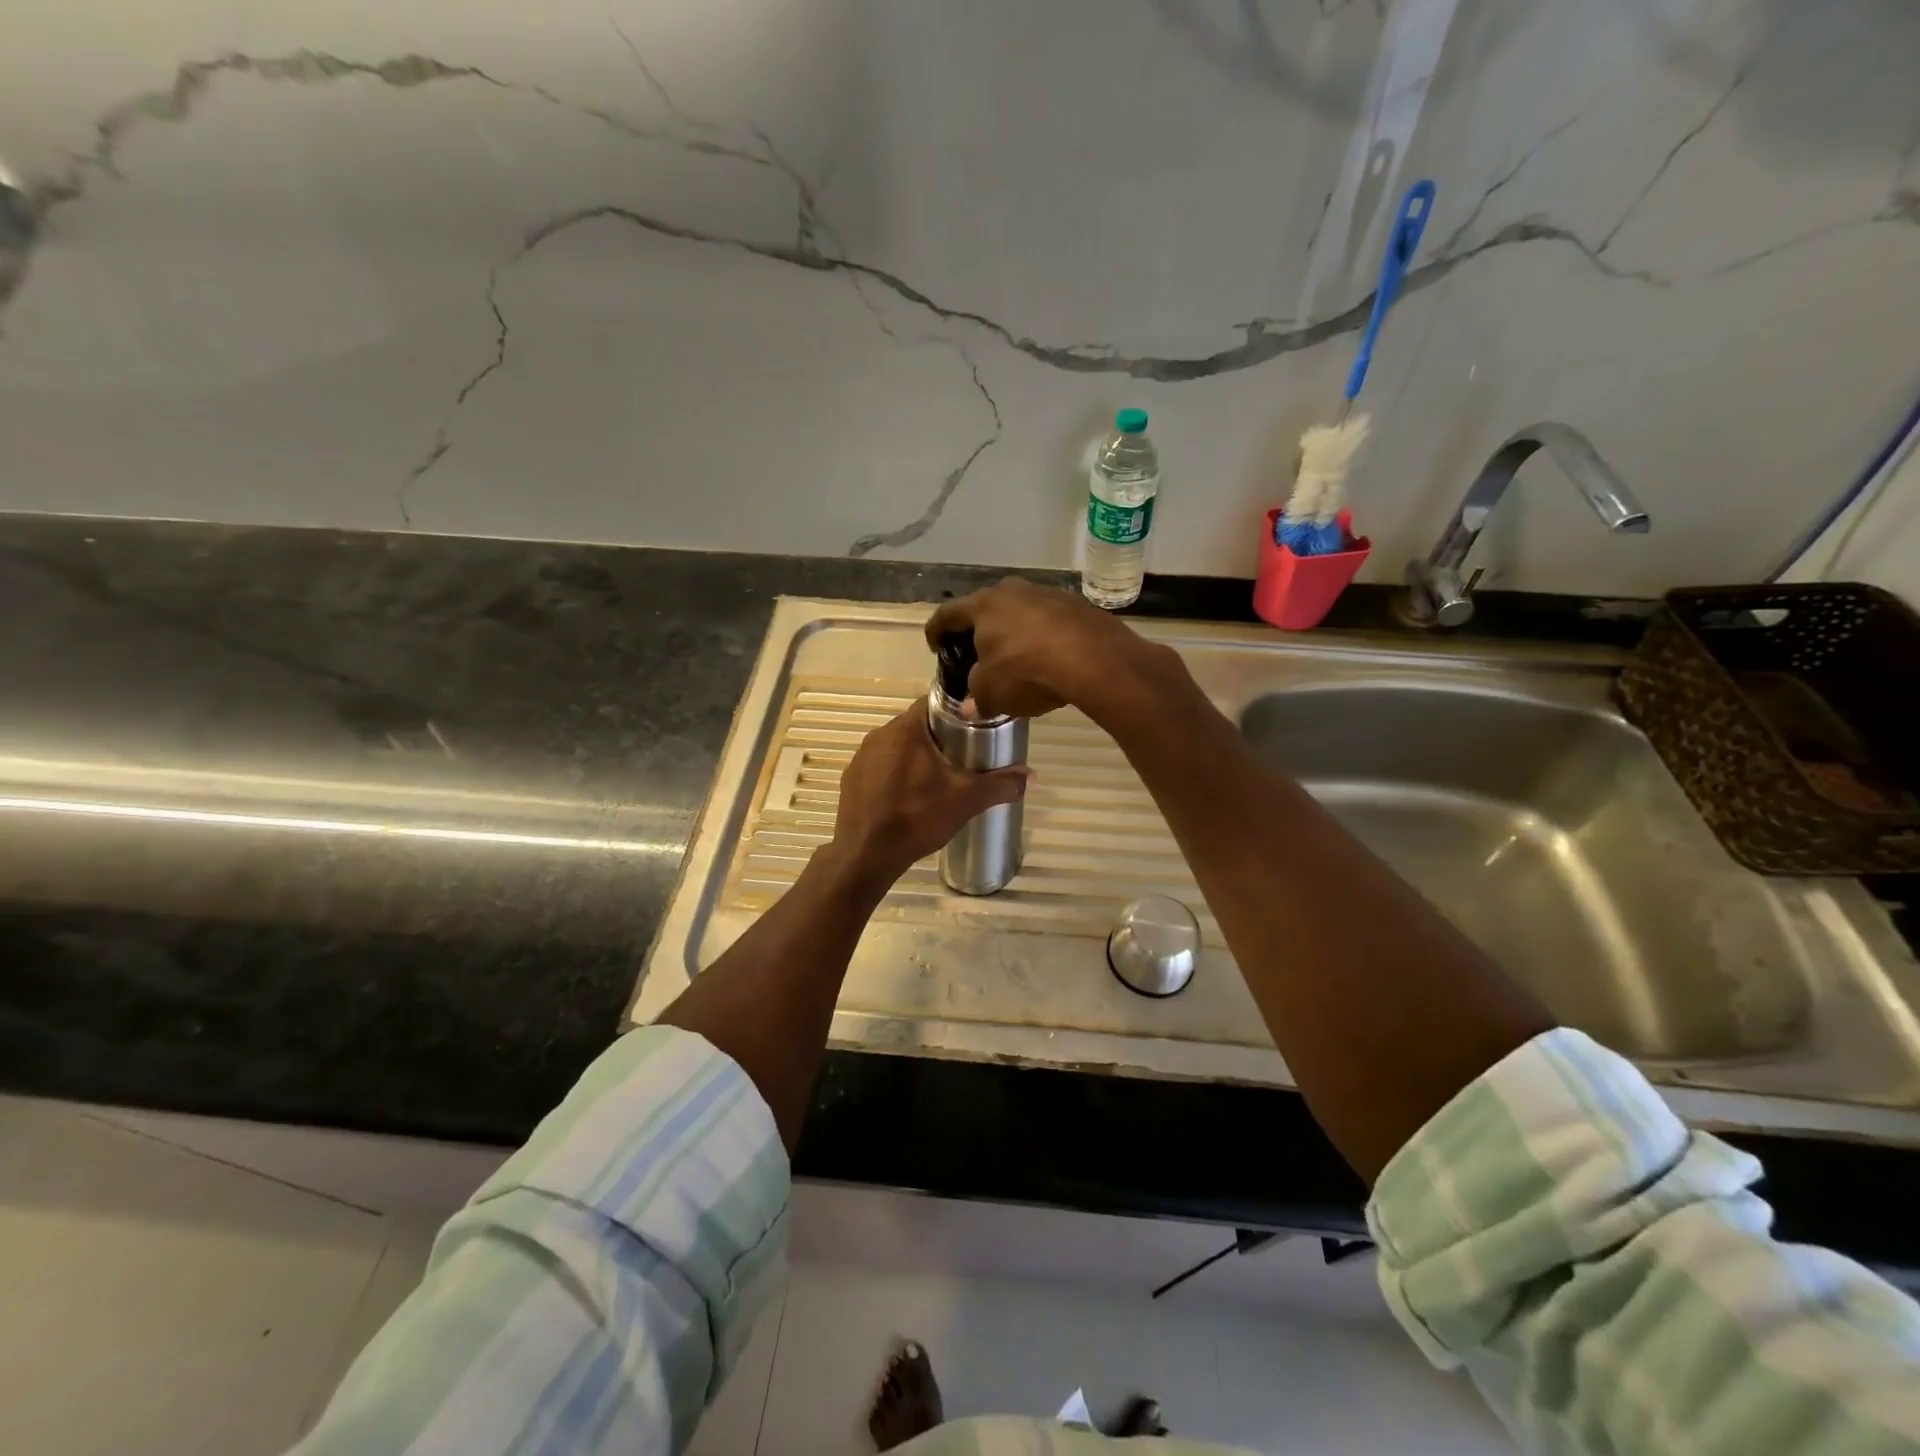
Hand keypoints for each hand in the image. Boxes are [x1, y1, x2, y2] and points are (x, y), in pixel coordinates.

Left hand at [819, 697, 1029, 893]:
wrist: (866, 855)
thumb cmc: (917, 817)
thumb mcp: (966, 800)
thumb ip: (1000, 784)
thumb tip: (1032, 776)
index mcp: (905, 729)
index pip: (935, 703)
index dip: (957, 713)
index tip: (975, 729)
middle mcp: (879, 735)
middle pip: (917, 726)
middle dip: (940, 739)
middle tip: (964, 759)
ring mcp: (861, 757)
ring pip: (897, 747)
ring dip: (916, 758)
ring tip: (938, 781)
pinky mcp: (851, 779)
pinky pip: (880, 768)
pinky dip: (895, 776)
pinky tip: (909, 798)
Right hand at [924, 577, 1170, 719]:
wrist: (1093, 658)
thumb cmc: (1027, 671)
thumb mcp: (992, 693)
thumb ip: (977, 697)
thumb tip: (970, 708)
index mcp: (982, 606)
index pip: (947, 614)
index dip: (937, 631)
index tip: (935, 646)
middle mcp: (1012, 591)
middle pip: (985, 607)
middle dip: (979, 629)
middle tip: (977, 652)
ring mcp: (1047, 594)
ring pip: (1020, 611)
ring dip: (1014, 631)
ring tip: (1016, 656)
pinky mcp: (1076, 605)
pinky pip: (1049, 621)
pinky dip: (1042, 636)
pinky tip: (1048, 658)